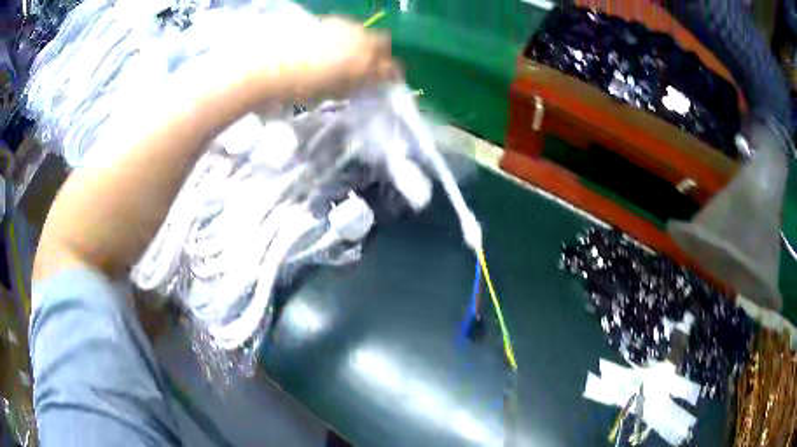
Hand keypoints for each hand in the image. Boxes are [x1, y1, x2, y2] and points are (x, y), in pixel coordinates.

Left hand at [288, 18, 398, 98]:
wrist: (273, 63)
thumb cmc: (302, 86)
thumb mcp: (334, 92)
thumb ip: (356, 85)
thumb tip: (366, 82)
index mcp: (364, 64)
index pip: (390, 68)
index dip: (391, 75)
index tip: (388, 80)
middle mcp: (361, 41)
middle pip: (383, 42)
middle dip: (380, 53)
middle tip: (369, 65)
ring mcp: (346, 27)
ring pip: (364, 33)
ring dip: (362, 43)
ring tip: (345, 55)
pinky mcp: (330, 21)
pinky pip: (347, 28)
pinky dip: (345, 37)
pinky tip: (329, 46)